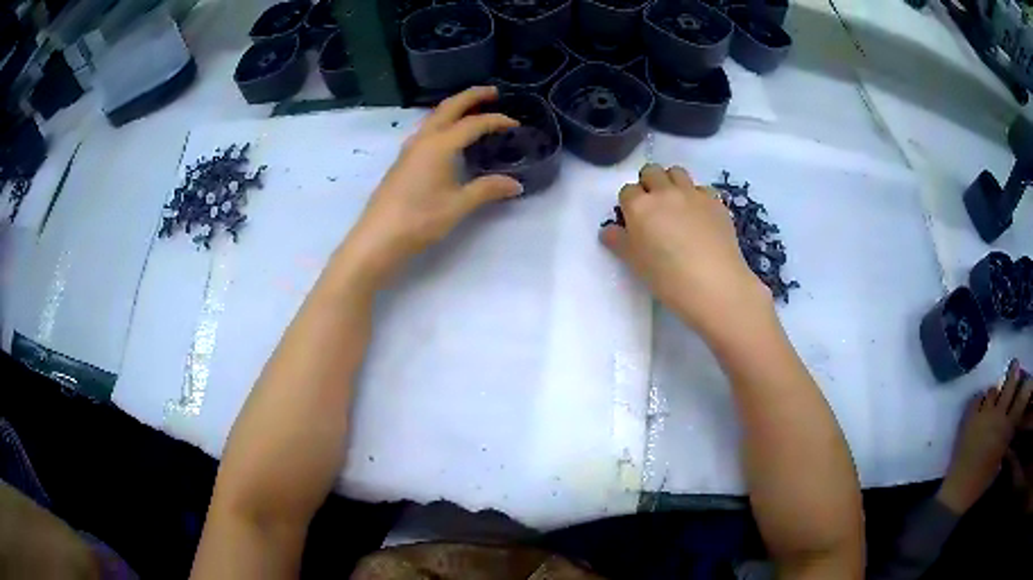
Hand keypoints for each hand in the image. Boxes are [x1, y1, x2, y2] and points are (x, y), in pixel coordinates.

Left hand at [343, 86, 522, 283]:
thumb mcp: (458, 205)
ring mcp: (410, 149)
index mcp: (440, 145)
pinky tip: (450, 136)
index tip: (515, 124)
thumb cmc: (419, 219)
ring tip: (474, 109)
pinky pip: (427, 130)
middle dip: (472, 96)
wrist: (378, 237)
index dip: (496, 121)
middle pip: (449, 107)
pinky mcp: (403, 161)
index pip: (473, 123)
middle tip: (494, 92)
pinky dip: (444, 123)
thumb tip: (515, 184)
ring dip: (455, 108)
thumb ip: (487, 189)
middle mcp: (423, 139)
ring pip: (435, 117)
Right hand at [599, 164, 770, 335]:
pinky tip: (700, 216)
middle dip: (649, 184)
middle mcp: (665, 192)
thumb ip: (619, 242)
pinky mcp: (715, 202)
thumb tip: (608, 230)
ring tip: (676, 204)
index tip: (634, 219)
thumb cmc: (668, 279)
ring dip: (671, 182)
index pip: (627, 191)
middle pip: (651, 172)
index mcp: (640, 206)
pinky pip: (701, 188)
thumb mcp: (635, 264)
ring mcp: (692, 194)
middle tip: (654, 207)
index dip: (629, 203)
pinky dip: (696, 196)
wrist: (715, 285)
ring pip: (677, 172)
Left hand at [938, 360, 1031, 513]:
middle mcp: (998, 416)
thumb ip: (1006, 440)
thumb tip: (1010, 425)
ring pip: (993, 389)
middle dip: (1013, 374)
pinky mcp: (969, 416)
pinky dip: (980, 400)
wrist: (959, 490)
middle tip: (1015, 365)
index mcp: (1006, 430)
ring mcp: (984, 414)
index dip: (1025, 388)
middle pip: (1009, 386)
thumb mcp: (999, 460)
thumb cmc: (981, 481)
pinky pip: (977, 398)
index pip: (1020, 402)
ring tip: (993, 399)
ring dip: (994, 393)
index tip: (1028, 379)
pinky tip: (980, 407)